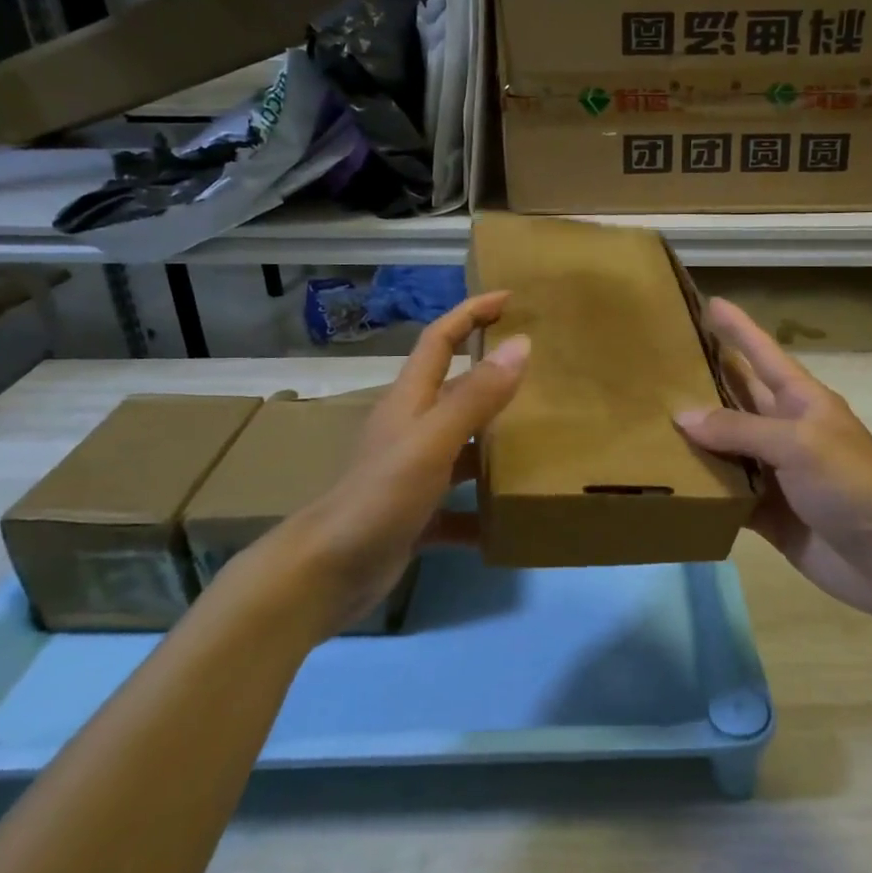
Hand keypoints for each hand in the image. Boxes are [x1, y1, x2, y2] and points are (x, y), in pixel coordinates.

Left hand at [275, 292, 528, 634]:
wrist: (326, 573)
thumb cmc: (379, 497)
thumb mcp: (432, 442)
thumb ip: (476, 396)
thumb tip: (521, 344)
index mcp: (411, 401)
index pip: (440, 340)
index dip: (470, 314)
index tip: (510, 299)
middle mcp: (413, 430)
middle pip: (457, 390)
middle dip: (494, 375)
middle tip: (543, 370)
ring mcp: (414, 473)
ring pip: (464, 447)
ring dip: (497, 443)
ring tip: (545, 439)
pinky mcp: (417, 514)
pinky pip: (460, 504)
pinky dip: (483, 509)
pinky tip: (511, 518)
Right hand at [675, 298, 871, 637]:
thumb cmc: (851, 484)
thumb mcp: (798, 444)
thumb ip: (739, 429)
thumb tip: (682, 416)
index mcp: (801, 401)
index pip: (763, 354)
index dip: (738, 329)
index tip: (710, 302)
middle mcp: (784, 430)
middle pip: (737, 397)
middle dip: (705, 378)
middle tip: (660, 362)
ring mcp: (775, 472)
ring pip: (726, 446)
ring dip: (694, 436)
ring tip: (648, 418)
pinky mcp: (766, 511)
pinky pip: (726, 491)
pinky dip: (701, 487)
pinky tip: (667, 480)